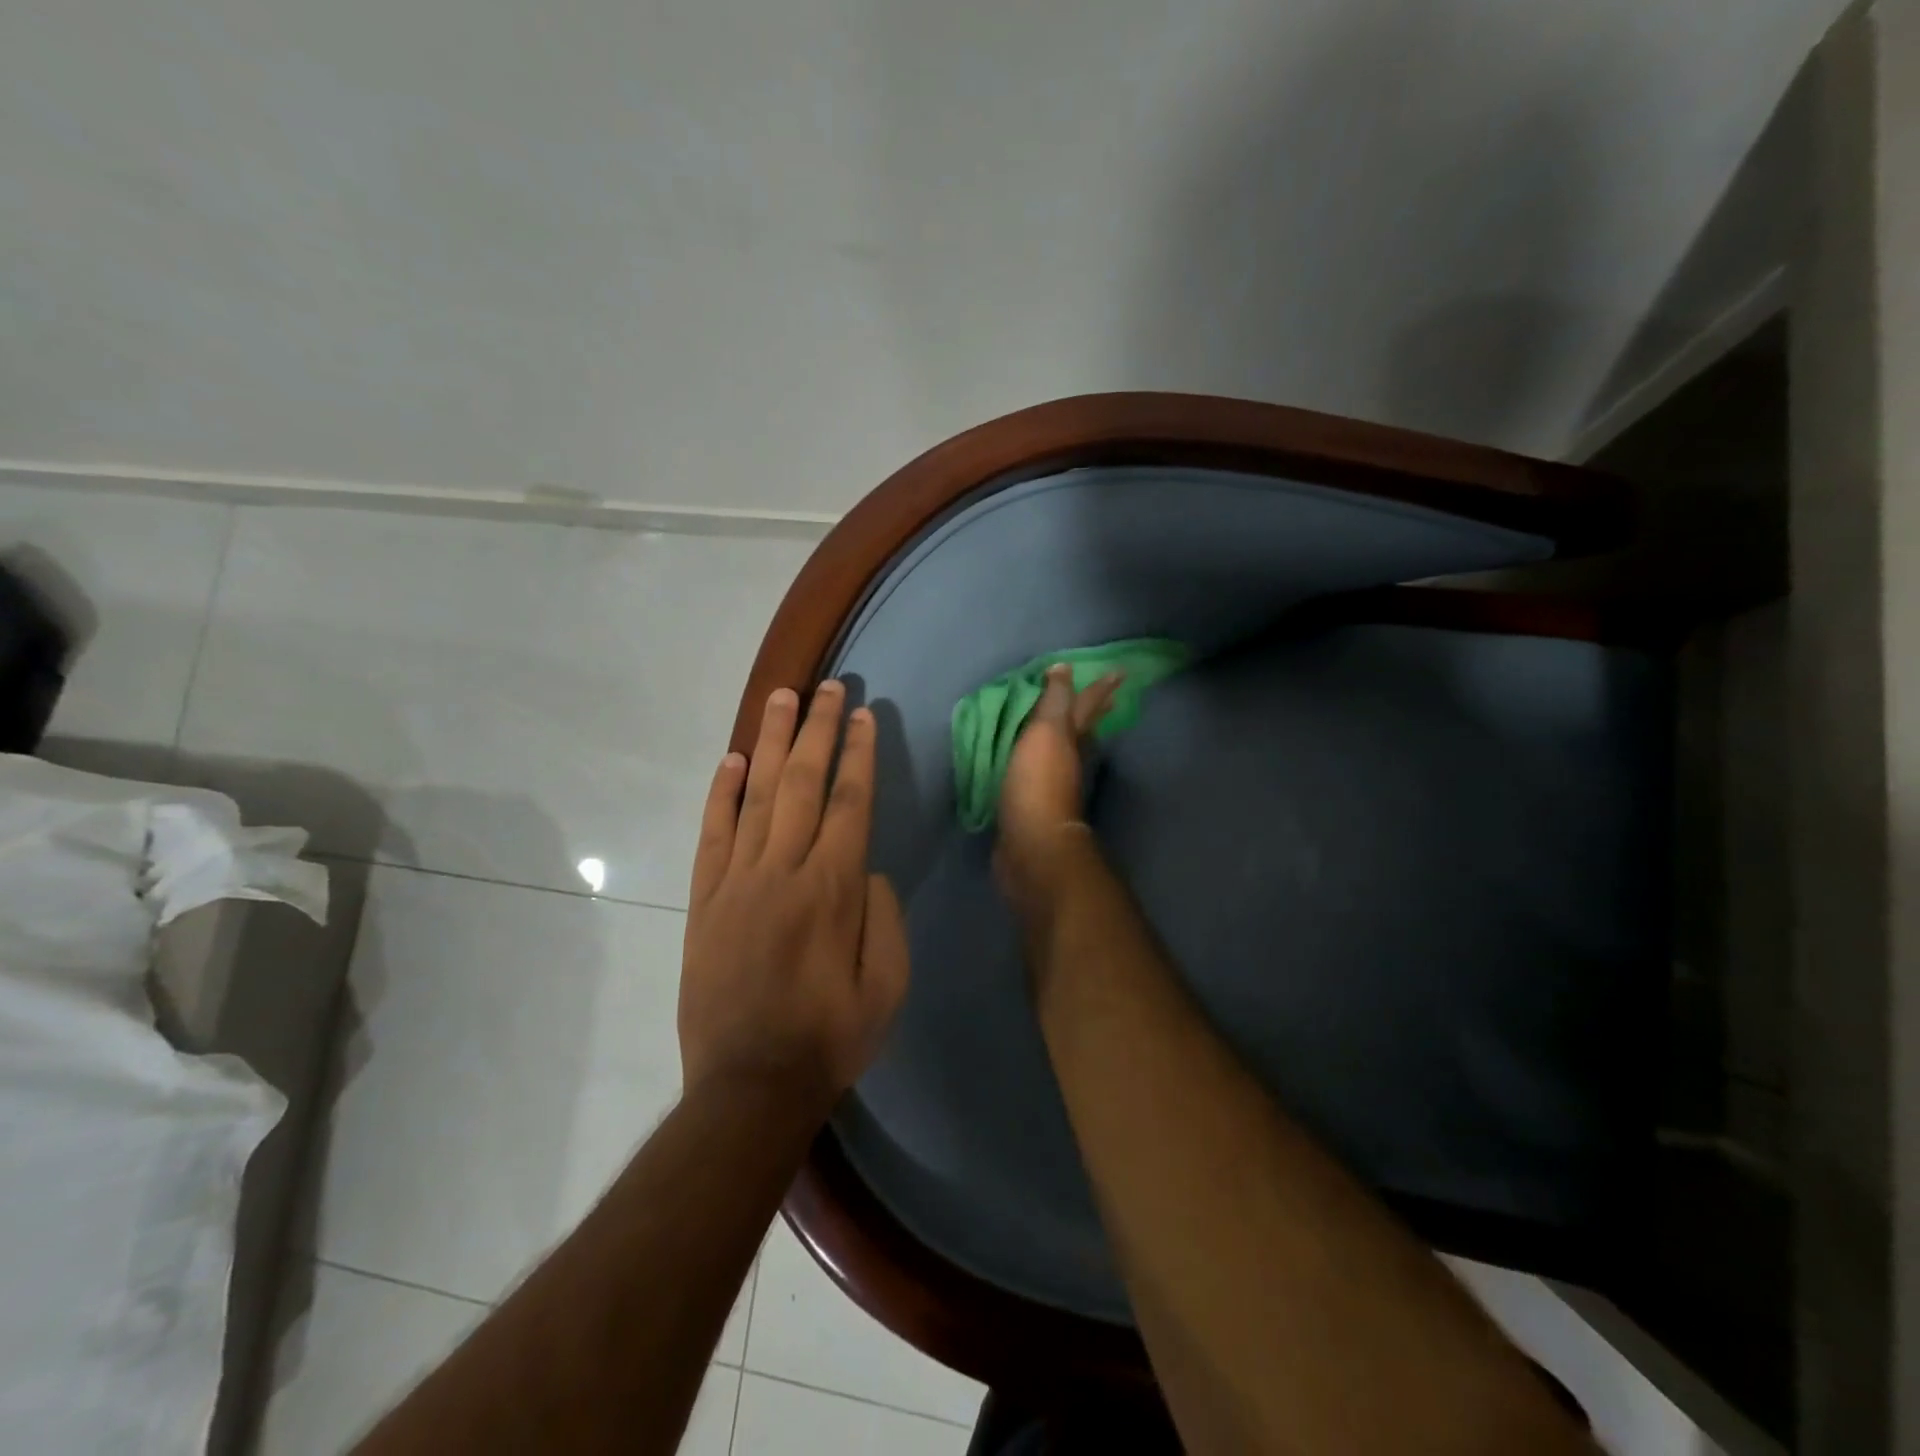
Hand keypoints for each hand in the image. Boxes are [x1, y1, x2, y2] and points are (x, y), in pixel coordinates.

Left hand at [679, 681, 909, 1106]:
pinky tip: (733, 760)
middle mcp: (785, 871)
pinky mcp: (705, 900)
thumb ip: (883, 916)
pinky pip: (713, 835)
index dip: (859, 753)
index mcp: (834, 889)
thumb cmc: (831, 1037)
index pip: (851, 802)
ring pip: (759, 796)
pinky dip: (722, 794)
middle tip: (828, 686)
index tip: (863, 714)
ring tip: (783, 698)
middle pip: (805, 783)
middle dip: (819, 729)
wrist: (749, 1086)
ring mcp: (738, 882)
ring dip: (773, 743)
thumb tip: (868, 869)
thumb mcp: (888, 985)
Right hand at [995, 664, 1119, 903]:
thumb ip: (1054, 702)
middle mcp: (1071, 761)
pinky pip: (1040, 775)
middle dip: (1094, 712)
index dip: (1100, 688)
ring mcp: (1055, 786)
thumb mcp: (1046, 734)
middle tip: (1108, 697)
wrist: (1031, 845)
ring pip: (1067, 752)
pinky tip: (1035, 763)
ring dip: (1070, 737)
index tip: (1119, 672)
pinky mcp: (1035, 807)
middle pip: (1085, 730)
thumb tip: (1064, 668)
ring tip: (1070, 726)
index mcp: (1073, 740)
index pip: (1088, 706)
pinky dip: (1041, 763)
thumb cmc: (1038, 784)